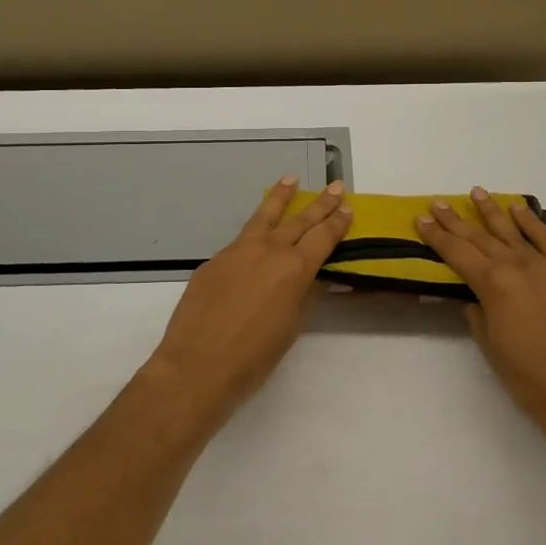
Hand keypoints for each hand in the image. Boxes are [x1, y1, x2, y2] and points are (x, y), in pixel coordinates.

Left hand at [145, 178, 352, 418]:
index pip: (322, 237)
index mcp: (294, 268)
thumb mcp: (291, 325)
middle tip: (334, 186)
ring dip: (281, 198)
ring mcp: (237, 251)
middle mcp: (268, 250)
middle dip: (320, 204)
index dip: (337, 223)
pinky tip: (257, 237)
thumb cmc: (254, 356)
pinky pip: (240, 240)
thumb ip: (304, 294)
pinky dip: (254, 232)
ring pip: (264, 217)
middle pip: (299, 220)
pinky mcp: (214, 261)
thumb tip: (314, 276)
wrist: (197, 365)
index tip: (348, 209)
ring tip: (291, 179)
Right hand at [415, 187, 545, 449]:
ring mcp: (545, 266)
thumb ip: (476, 310)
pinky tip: (519, 209)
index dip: (436, 236)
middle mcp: (517, 266)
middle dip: (456, 220)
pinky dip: (533, 222)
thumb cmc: (523, 372)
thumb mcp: (487, 341)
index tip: (420, 219)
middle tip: (438, 203)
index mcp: (492, 283)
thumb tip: (474, 296)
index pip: (457, 253)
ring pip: (513, 231)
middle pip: (480, 237)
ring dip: (492, 211)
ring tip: (476, 193)